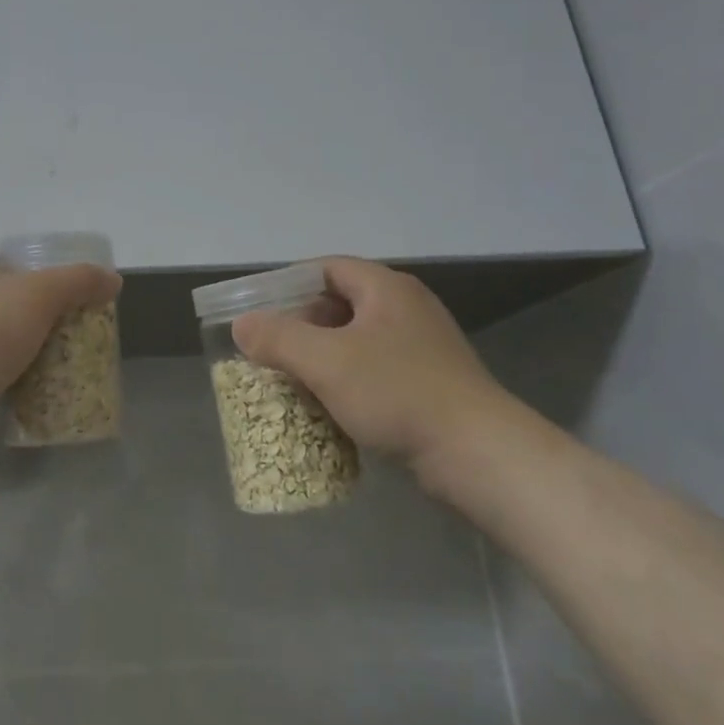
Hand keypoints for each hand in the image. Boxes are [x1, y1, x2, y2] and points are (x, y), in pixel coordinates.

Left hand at [0, 249, 121, 445]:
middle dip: (34, 315)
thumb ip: (81, 281)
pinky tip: (39, 389)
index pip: (2, 262)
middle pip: (3, 301)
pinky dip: (12, 380)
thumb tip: (114, 280)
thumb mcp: (43, 292)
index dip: (33, 273)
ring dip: (25, 350)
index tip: (63, 294)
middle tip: (71, 328)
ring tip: (63, 359)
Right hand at [231, 258, 519, 491]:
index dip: (290, 285)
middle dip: (302, 327)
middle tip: (272, 352)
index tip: (261, 312)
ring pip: (357, 342)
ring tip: (293, 383)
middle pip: (340, 305)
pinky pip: (376, 372)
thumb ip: (279, 338)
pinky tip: (331, 409)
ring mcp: (422, 348)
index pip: (328, 268)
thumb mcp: (327, 361)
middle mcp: (406, 309)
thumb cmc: (399, 393)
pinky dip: (348, 383)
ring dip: (323, 359)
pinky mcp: (430, 385)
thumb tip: (243, 325)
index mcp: (386, 288)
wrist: (480, 456)